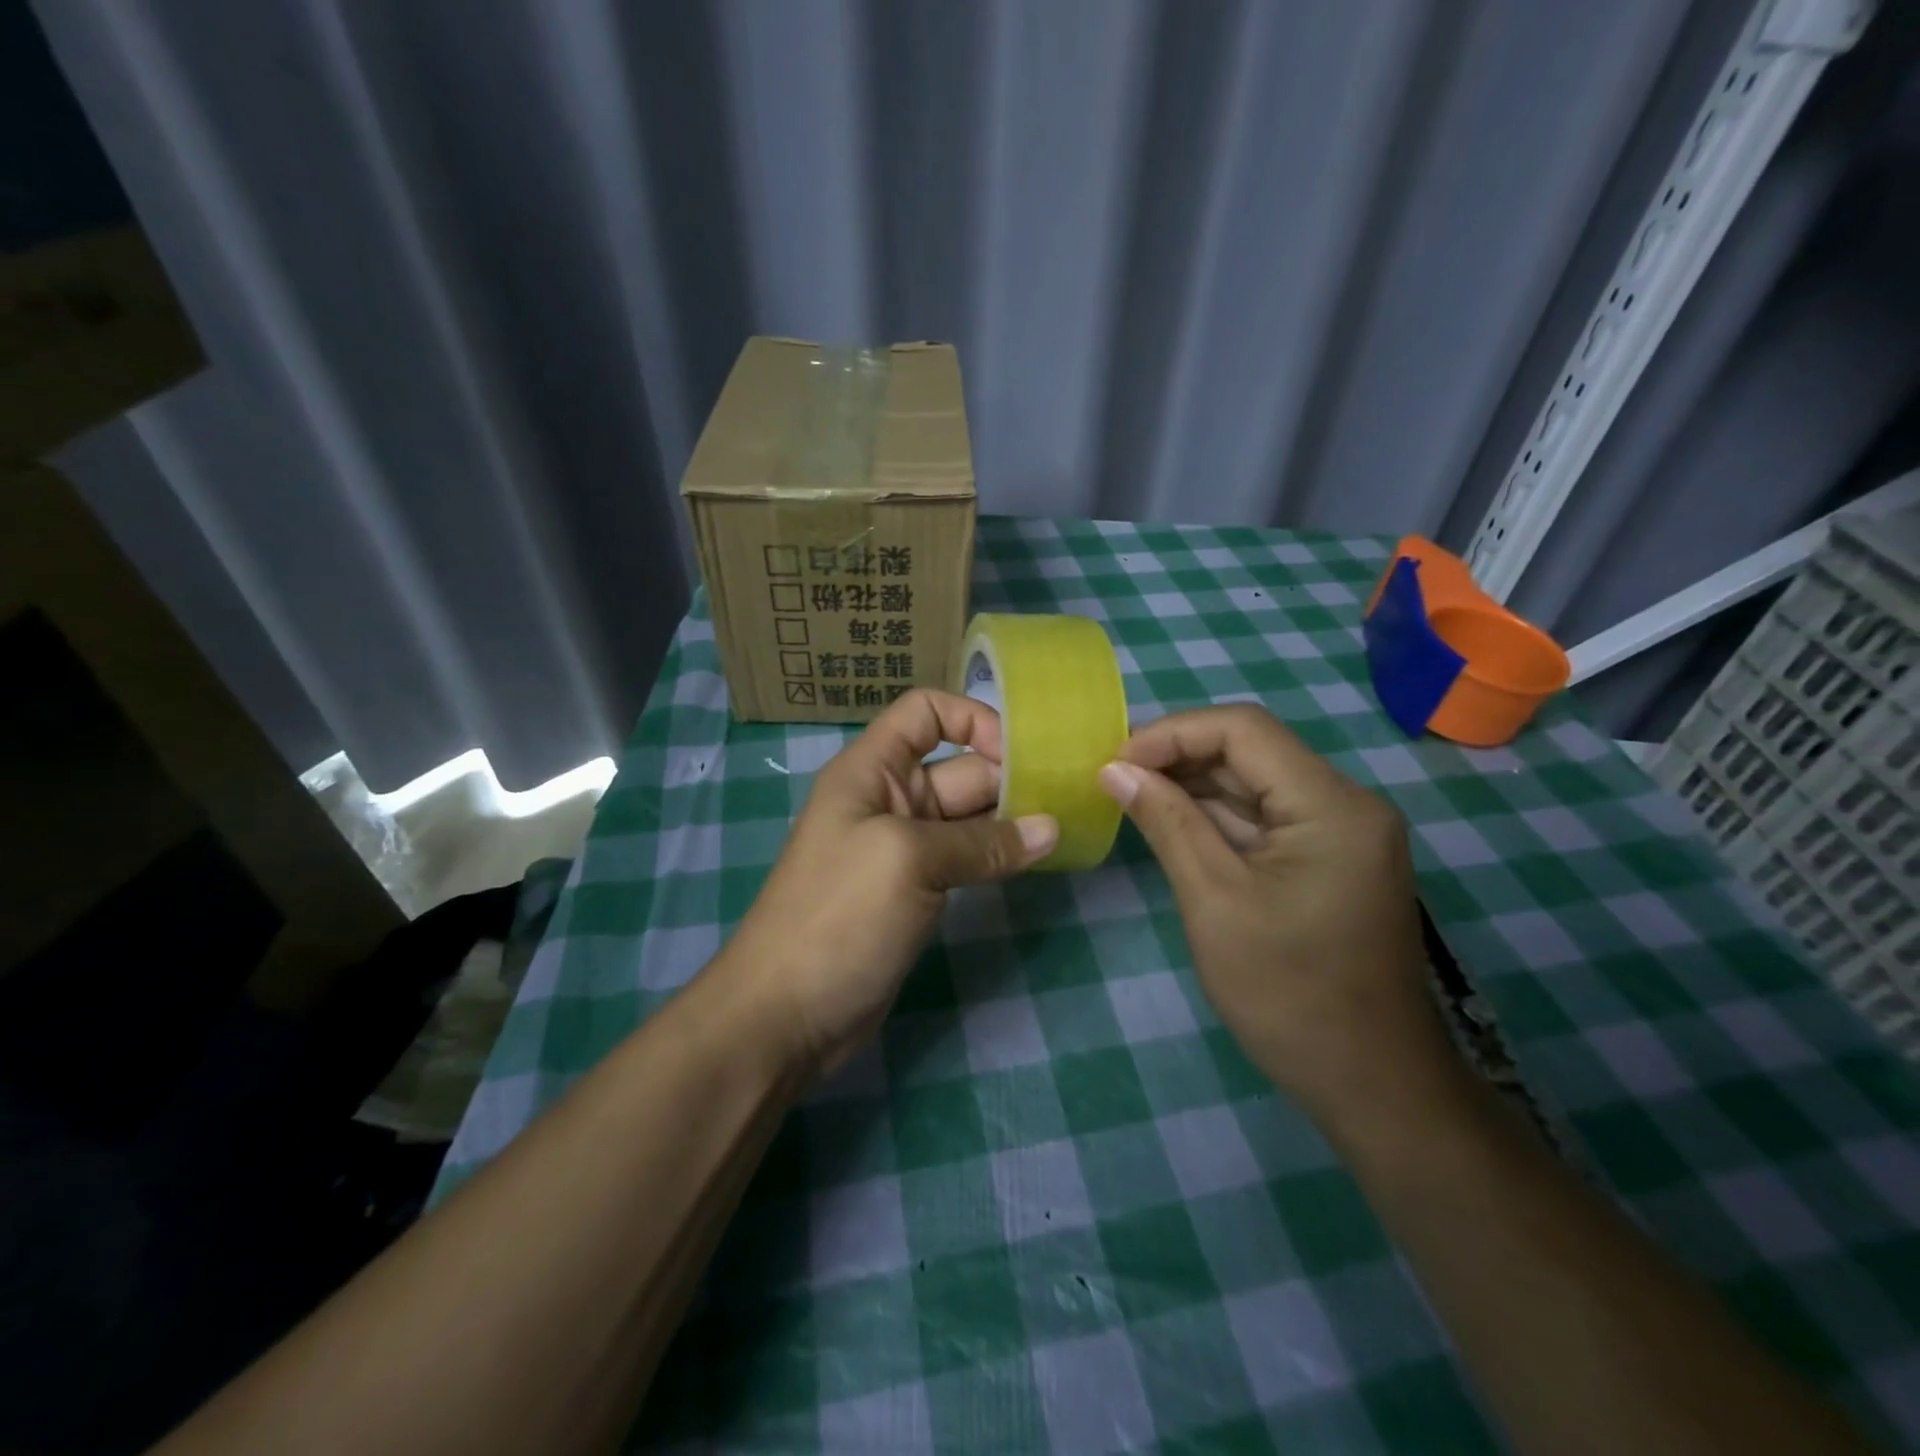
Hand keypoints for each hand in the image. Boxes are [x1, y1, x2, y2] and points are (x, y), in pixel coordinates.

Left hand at [720, 690, 1057, 1076]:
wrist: (785, 1015)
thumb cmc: (838, 916)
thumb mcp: (909, 861)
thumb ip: (982, 842)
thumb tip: (1051, 830)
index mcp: (872, 770)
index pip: (924, 713)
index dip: (972, 719)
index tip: (1020, 754)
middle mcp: (889, 798)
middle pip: (959, 766)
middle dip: (1009, 775)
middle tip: (1069, 797)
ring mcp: (904, 847)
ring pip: (968, 816)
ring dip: (1012, 818)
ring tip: (1066, 827)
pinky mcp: (917, 890)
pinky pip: (966, 857)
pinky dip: (998, 855)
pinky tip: (1037, 860)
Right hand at [1098, 705, 1458, 1130]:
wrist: (1372, 1085)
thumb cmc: (1288, 996)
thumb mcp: (1214, 900)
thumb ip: (1166, 822)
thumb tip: (1114, 769)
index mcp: (1331, 805)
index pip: (1243, 730)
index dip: (1172, 734)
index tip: (1115, 763)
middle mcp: (1346, 803)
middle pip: (1251, 750)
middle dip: (1178, 757)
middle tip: (1113, 778)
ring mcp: (1341, 832)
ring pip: (1256, 782)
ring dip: (1193, 785)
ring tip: (1130, 795)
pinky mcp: (1330, 859)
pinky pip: (1266, 817)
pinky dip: (1217, 816)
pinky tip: (1171, 822)